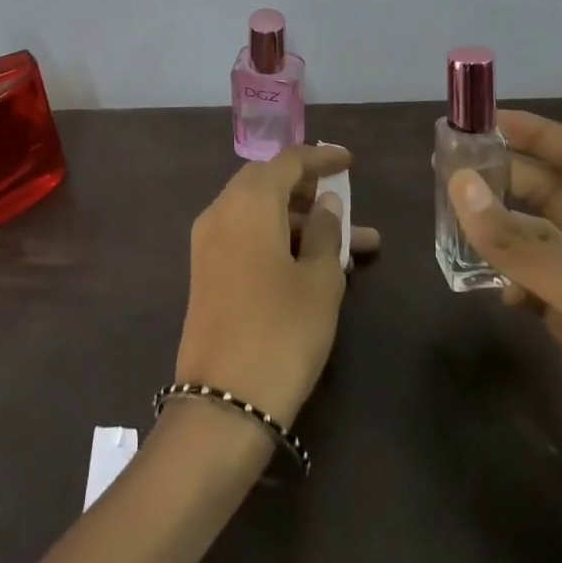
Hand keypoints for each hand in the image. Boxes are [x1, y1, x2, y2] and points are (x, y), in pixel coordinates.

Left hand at [175, 143, 378, 427]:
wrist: (222, 405)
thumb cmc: (281, 331)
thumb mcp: (319, 280)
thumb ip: (325, 231)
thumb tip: (326, 203)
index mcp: (248, 201)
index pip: (288, 161)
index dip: (321, 157)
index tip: (350, 161)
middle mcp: (222, 211)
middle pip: (270, 184)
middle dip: (311, 192)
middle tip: (347, 205)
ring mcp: (209, 244)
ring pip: (262, 215)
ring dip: (302, 225)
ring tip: (354, 249)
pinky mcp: (208, 274)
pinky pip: (248, 239)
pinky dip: (281, 242)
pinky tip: (317, 266)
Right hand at [474, 110, 561, 553]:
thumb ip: (525, 248)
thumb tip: (460, 185)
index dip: (537, 133)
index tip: (481, 123)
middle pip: (554, 195)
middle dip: (507, 178)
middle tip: (448, 171)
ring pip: (537, 242)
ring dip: (500, 230)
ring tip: (453, 222)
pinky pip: (533, 288)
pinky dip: (508, 280)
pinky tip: (491, 291)